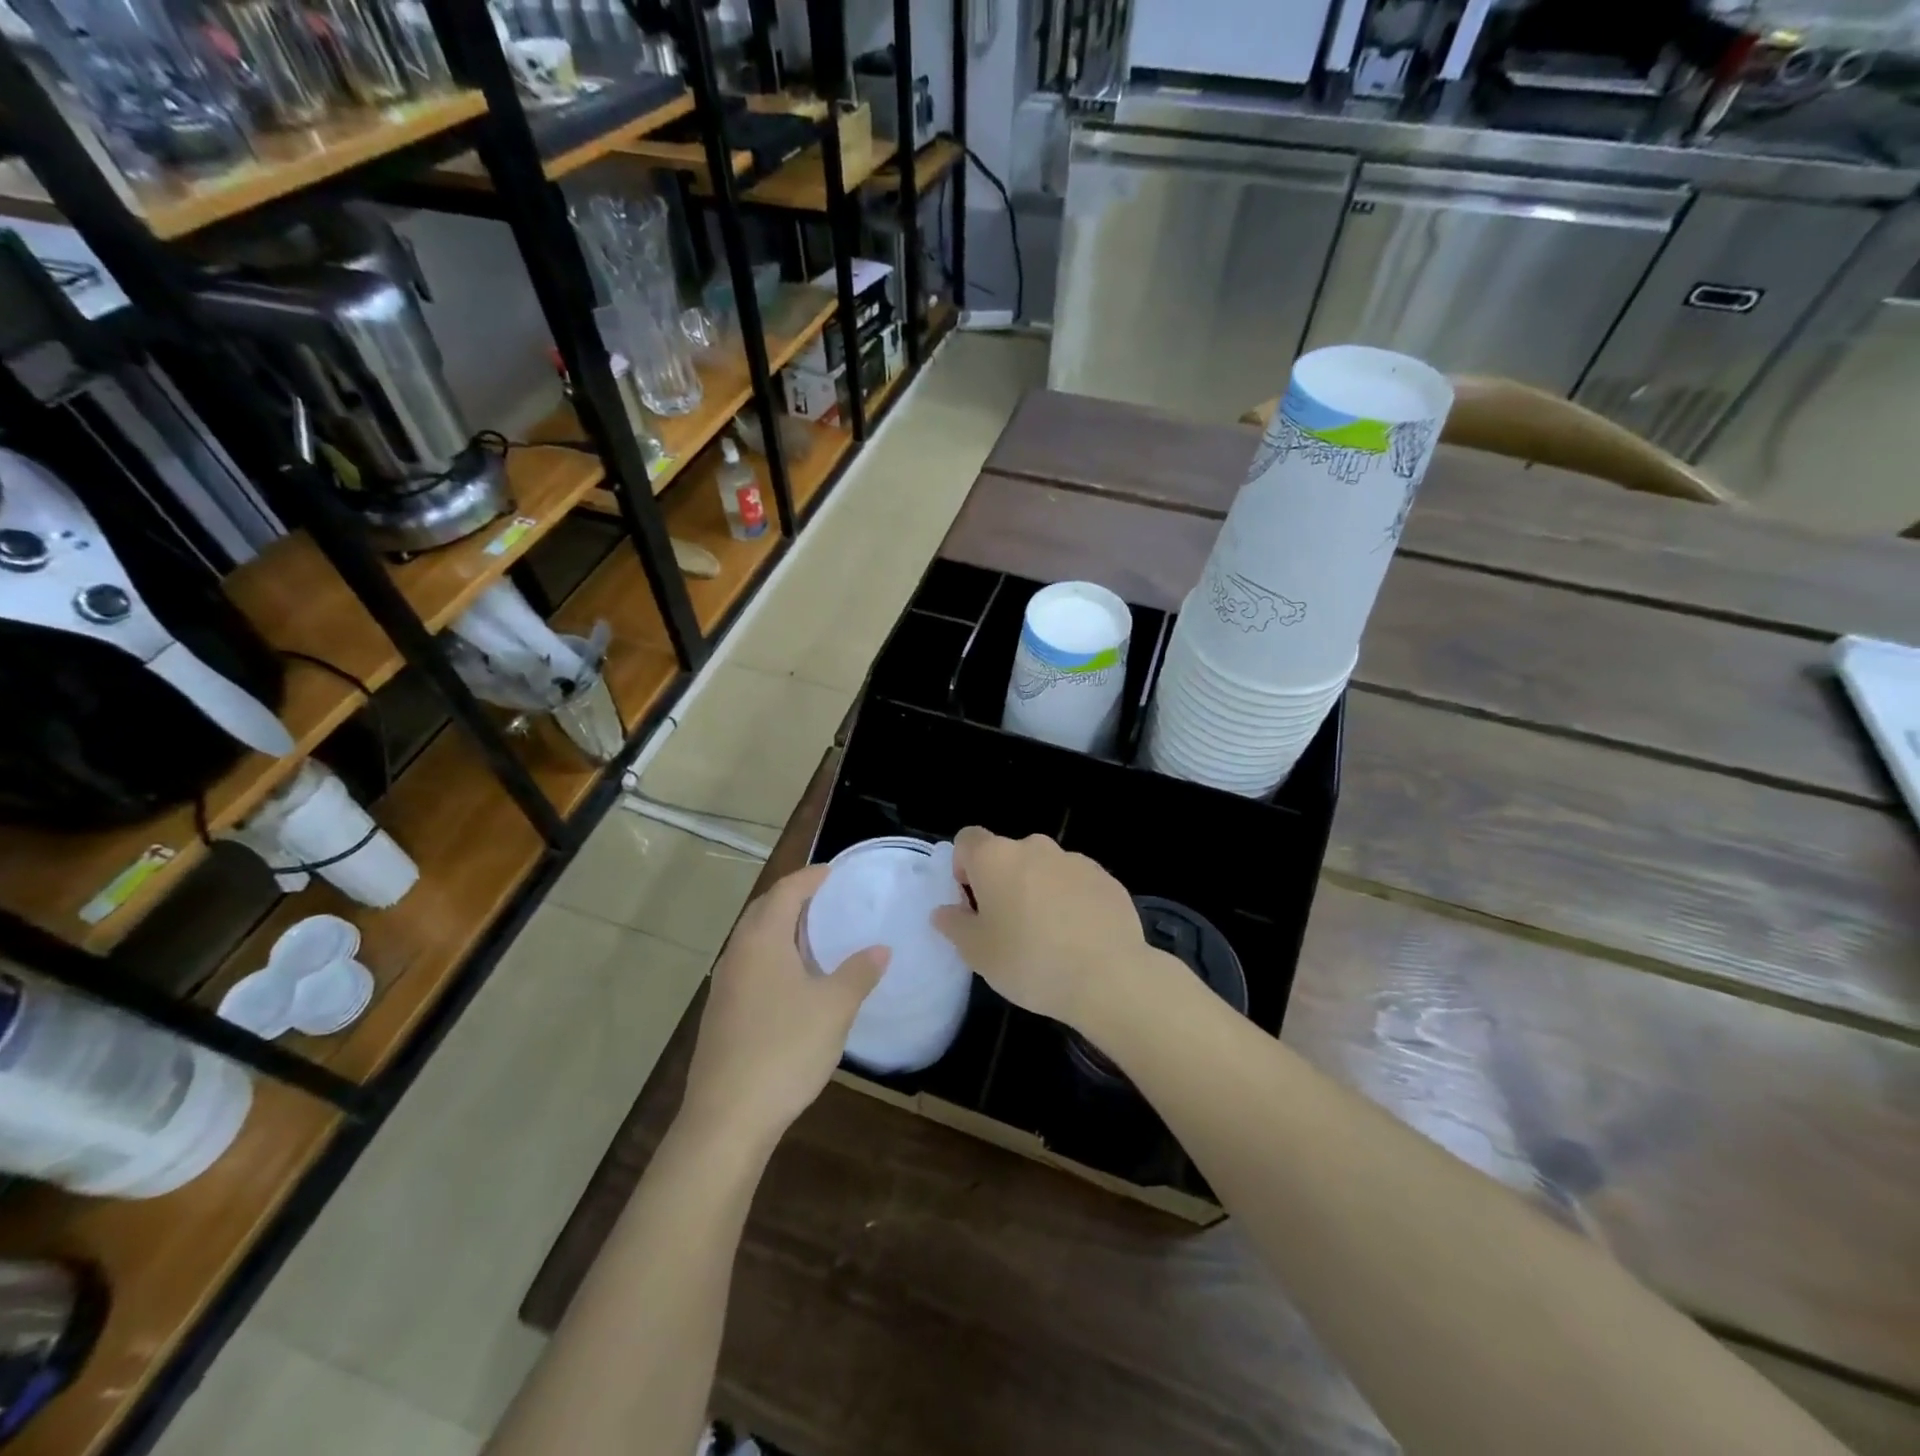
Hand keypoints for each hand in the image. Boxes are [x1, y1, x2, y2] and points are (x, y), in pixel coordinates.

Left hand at [680, 864, 887, 1152]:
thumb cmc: (784, 1049)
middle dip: (792, 897)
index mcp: (762, 940)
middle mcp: (737, 953)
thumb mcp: (834, 1008)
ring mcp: (724, 985)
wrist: (727, 1118)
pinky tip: (792, 979)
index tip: (834, 872)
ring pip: (752, 939)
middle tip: (826, 898)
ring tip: (814, 934)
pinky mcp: (721, 1013)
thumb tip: (881, 949)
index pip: (786, 891)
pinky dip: (771, 955)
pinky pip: (748, 964)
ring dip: (780, 927)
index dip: (810, 877)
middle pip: (763, 909)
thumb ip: (859, 972)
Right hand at [931, 827, 1145, 1030]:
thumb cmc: (1030, 961)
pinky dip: (1072, 902)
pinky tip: (1079, 938)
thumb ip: (955, 925)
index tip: (972, 902)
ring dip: (1039, 891)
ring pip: (1044, 869)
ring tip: (1048, 937)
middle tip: (1007, 927)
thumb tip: (945, 911)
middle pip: (1008, 855)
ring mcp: (1075, 859)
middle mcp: (1034, 847)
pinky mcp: (1106, 878)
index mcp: (996, 857)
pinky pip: (1077, 884)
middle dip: (1003, 882)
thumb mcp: (978, 953)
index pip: (967, 839)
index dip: (964, 866)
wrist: (1108, 977)